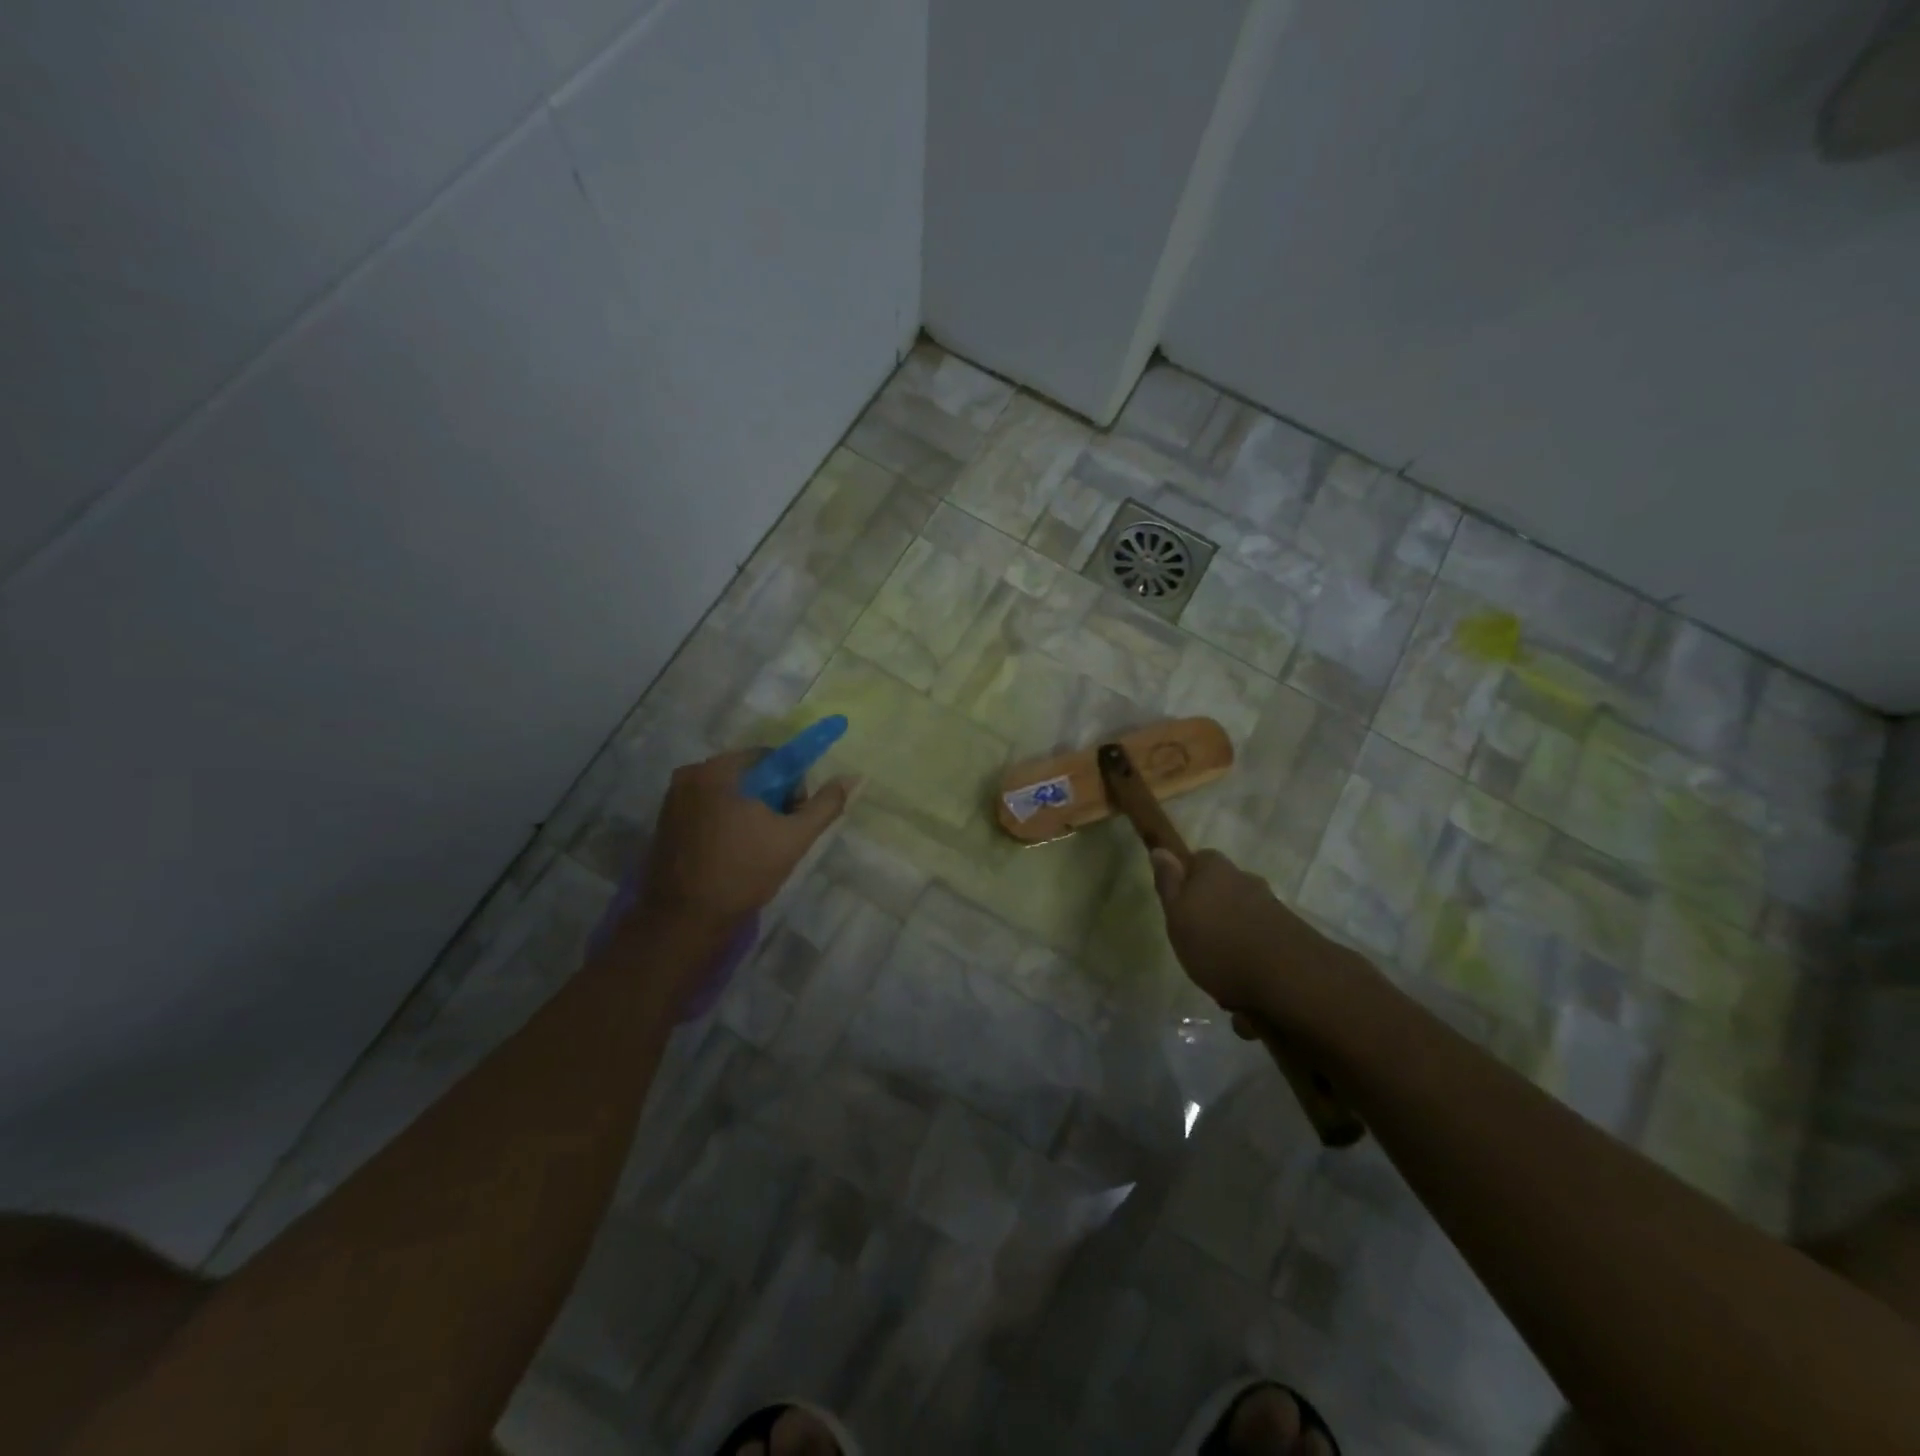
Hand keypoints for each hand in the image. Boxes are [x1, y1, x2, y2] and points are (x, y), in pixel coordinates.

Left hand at [641, 748, 857, 932]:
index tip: (794, 815)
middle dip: (770, 797)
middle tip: (779, 833)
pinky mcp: (665, 821)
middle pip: (747, 773)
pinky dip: (725, 820)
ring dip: (747, 809)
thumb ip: (825, 804)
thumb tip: (852, 777)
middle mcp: (691, 774)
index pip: (770, 757)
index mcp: (719, 770)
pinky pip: (707, 807)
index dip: (791, 783)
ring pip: (727, 792)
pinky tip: (732, 850)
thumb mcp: (794, 838)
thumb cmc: (743, 872)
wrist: (685, 919)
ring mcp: (673, 798)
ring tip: (756, 845)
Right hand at [1149, 848, 1345, 1025]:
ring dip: (1233, 954)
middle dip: (1212, 921)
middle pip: (1222, 896)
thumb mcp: (1177, 914)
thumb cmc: (1218, 943)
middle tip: (1196, 951)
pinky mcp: (1292, 941)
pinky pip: (1262, 955)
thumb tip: (1161, 850)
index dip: (1186, 882)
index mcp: (1216, 870)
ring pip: (1242, 929)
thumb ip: (1168, 884)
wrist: (1290, 980)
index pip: (1198, 861)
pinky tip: (1248, 1006)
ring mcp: (1273, 912)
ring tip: (1224, 990)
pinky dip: (1253, 975)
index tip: (1178, 908)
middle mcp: (1247, 883)